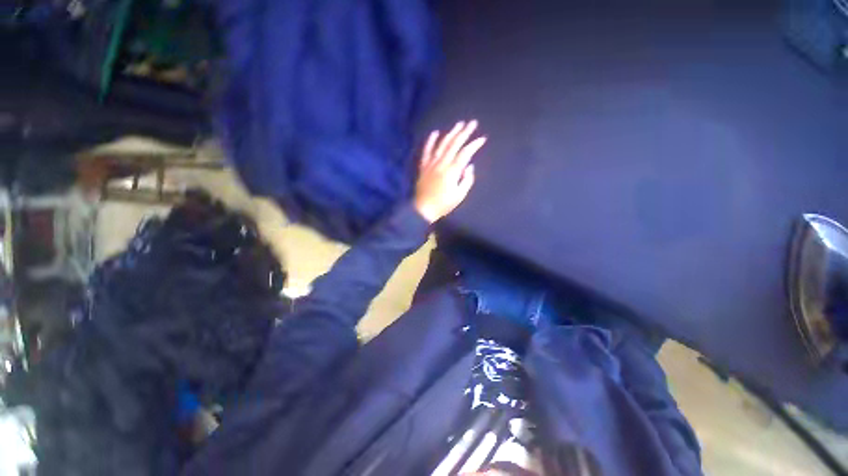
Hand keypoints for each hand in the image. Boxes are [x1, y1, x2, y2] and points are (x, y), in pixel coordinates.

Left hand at [414, 120, 486, 222]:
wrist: (424, 209)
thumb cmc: (444, 204)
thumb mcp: (460, 195)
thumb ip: (467, 180)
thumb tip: (469, 166)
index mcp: (452, 171)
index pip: (465, 153)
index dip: (474, 145)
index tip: (482, 139)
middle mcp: (441, 163)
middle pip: (454, 144)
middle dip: (464, 132)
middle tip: (472, 123)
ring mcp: (431, 164)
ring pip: (442, 144)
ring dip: (451, 133)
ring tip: (459, 125)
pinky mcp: (424, 166)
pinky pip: (426, 151)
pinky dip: (430, 141)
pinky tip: (435, 133)